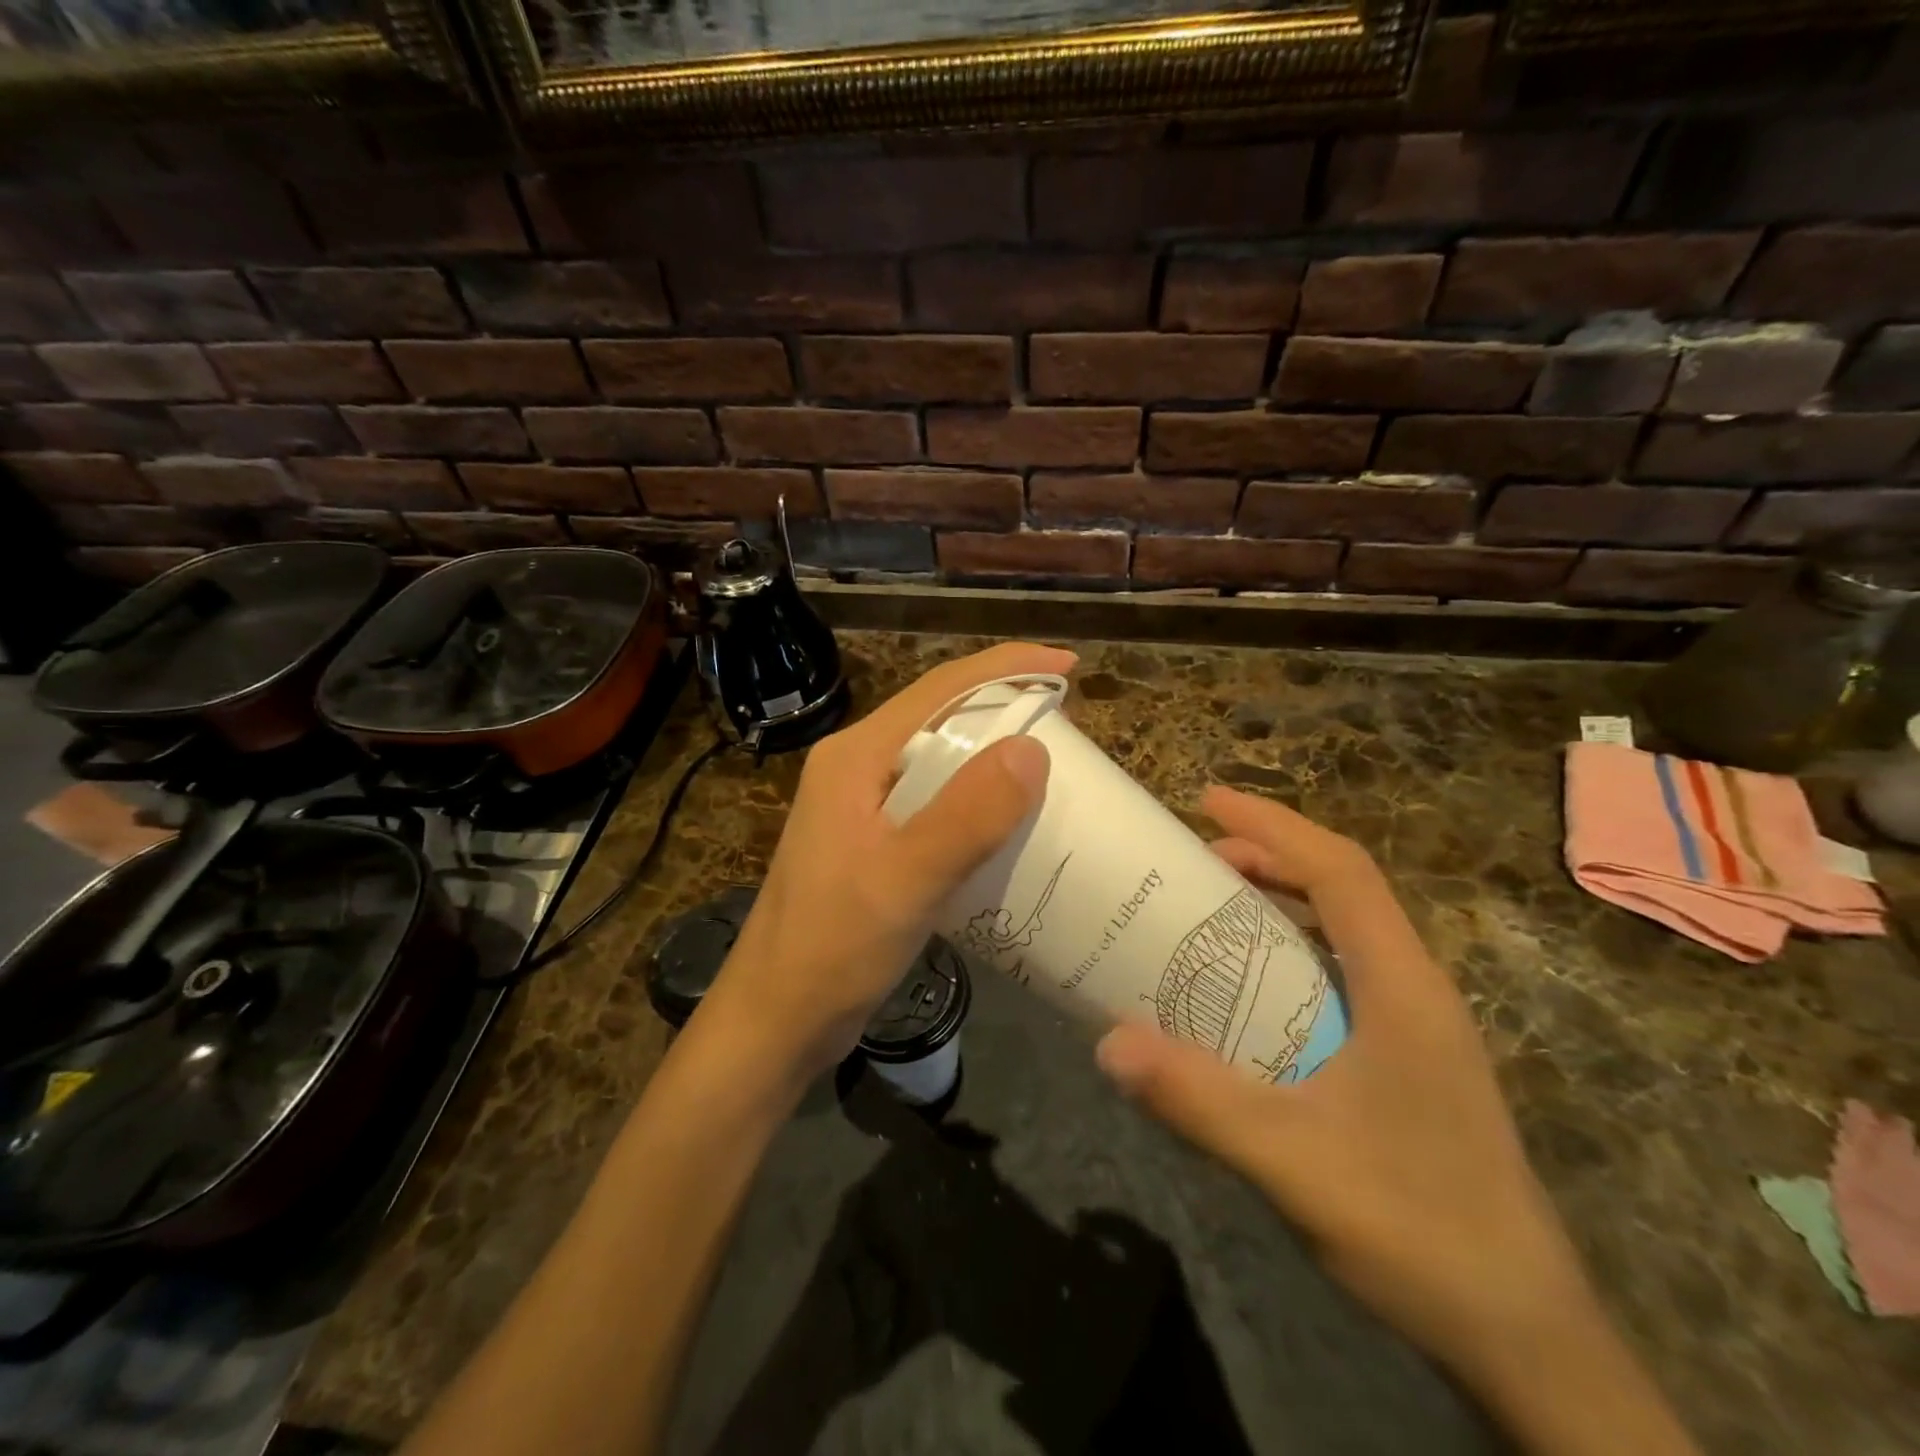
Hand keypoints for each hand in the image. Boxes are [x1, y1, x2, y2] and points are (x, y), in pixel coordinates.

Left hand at [702, 642, 1072, 1083]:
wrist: (777, 1019)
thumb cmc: (832, 947)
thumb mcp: (905, 880)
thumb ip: (966, 815)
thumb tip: (1032, 749)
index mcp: (857, 757)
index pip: (939, 689)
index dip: (1006, 668)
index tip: (1068, 664)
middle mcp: (858, 769)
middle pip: (940, 717)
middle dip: (1004, 708)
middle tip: (1068, 724)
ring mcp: (863, 808)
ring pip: (941, 762)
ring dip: (994, 757)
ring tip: (1052, 769)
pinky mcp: (874, 845)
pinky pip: (937, 804)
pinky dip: (978, 803)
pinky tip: (1010, 825)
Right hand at [1093, 787, 1594, 1392]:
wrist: (1526, 1341)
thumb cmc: (1421, 1231)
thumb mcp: (1295, 1162)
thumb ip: (1201, 1100)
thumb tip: (1107, 1042)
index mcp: (1403, 986)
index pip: (1340, 870)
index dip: (1272, 825)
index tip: (1207, 800)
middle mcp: (1415, 989)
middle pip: (1343, 889)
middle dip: (1269, 854)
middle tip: (1193, 853)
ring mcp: (1417, 1026)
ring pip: (1344, 930)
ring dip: (1280, 900)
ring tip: (1211, 900)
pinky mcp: (1407, 1060)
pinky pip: (1341, 973)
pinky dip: (1290, 950)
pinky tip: (1248, 986)